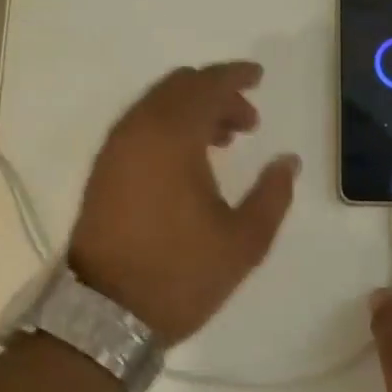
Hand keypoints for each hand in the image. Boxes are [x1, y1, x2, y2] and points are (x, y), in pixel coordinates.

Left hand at [68, 61, 298, 344]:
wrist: (104, 315)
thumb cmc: (180, 274)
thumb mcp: (244, 241)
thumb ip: (273, 194)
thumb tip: (288, 161)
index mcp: (172, 138)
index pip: (206, 85)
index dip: (236, 75)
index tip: (259, 76)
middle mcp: (138, 131)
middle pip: (179, 86)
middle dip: (217, 92)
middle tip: (248, 120)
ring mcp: (115, 149)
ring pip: (157, 104)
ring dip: (192, 109)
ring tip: (224, 140)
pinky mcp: (103, 170)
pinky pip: (140, 125)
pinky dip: (169, 125)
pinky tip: (190, 157)